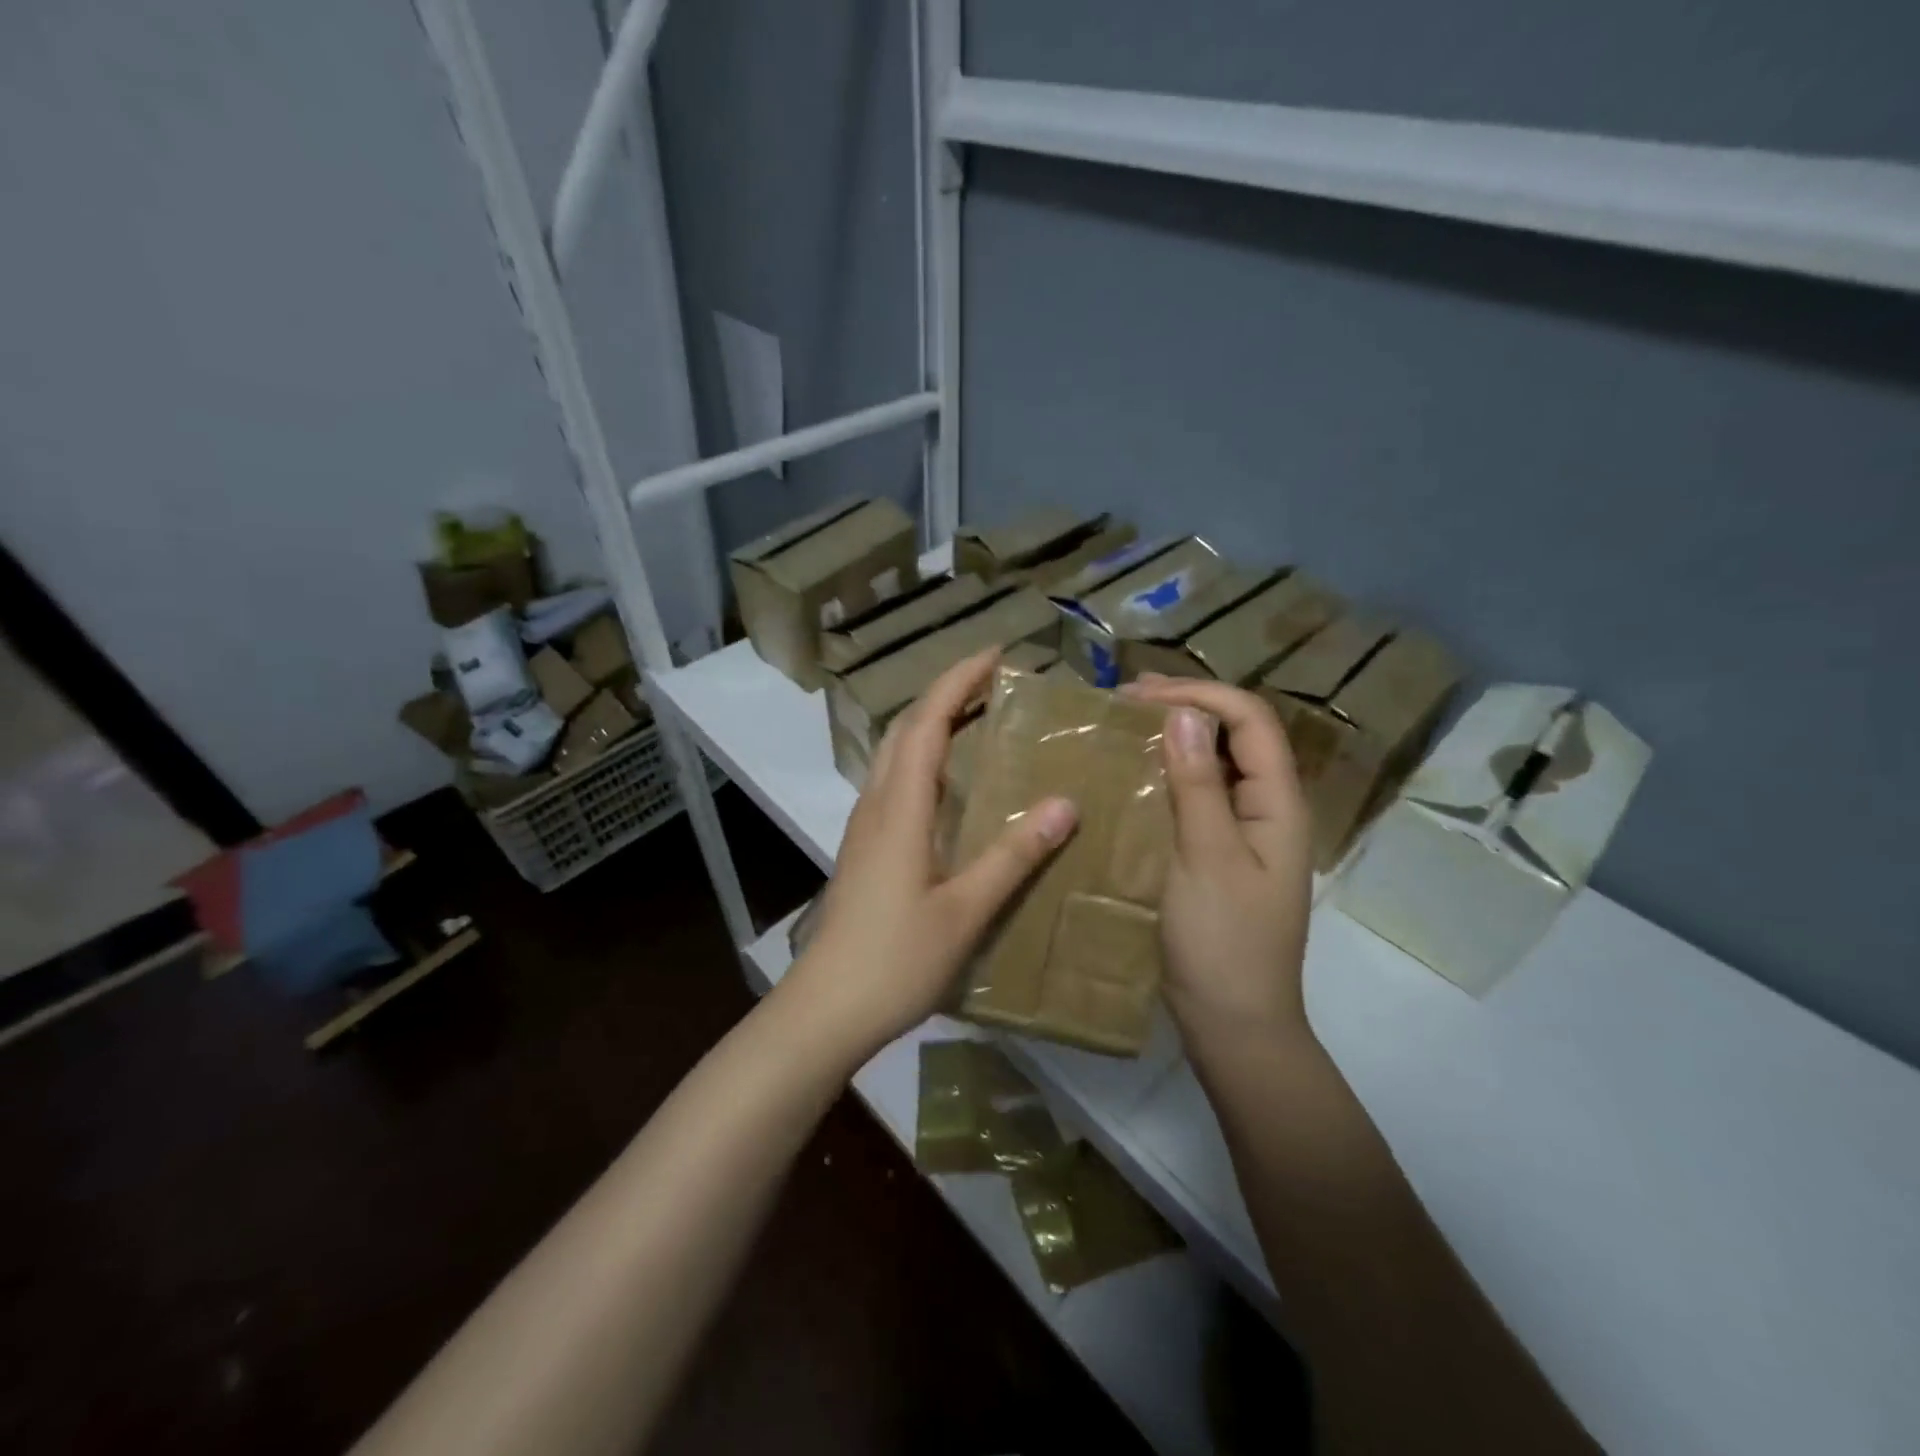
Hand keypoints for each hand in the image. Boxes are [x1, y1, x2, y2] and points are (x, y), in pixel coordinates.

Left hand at [780, 649, 1078, 1063]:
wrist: (827, 1008)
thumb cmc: (896, 959)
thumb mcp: (965, 910)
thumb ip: (1013, 855)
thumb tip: (1065, 804)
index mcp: (900, 808)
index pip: (926, 722)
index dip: (958, 681)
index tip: (996, 656)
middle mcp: (877, 804)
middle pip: (905, 728)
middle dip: (946, 694)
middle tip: (994, 683)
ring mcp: (865, 826)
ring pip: (895, 754)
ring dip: (933, 724)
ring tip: (979, 720)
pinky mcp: (865, 847)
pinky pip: (895, 782)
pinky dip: (925, 758)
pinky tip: (952, 784)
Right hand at [1121, 676, 1314, 1043]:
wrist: (1233, 1023)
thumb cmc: (1224, 942)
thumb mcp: (1206, 858)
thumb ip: (1197, 785)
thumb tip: (1184, 714)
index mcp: (1278, 804)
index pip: (1250, 721)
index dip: (1200, 694)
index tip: (1139, 695)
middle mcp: (1266, 809)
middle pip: (1236, 736)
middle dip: (1185, 707)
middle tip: (1124, 701)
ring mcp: (1243, 833)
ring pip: (1214, 765)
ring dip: (1174, 739)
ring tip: (1123, 728)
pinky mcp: (1218, 854)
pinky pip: (1197, 798)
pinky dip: (1166, 776)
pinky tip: (1132, 778)